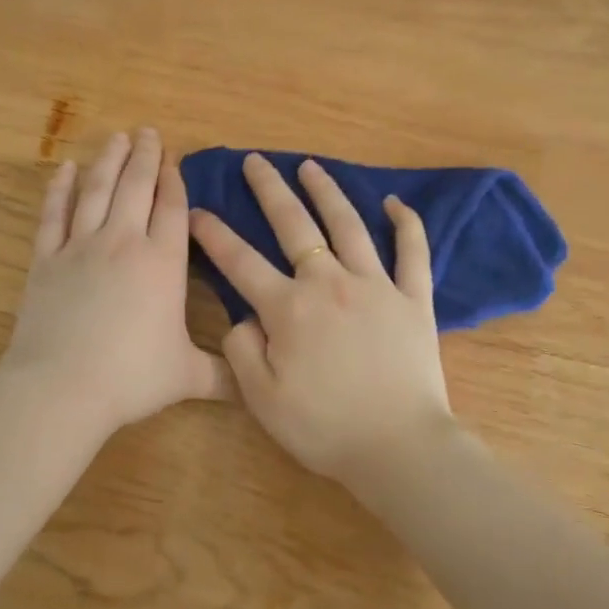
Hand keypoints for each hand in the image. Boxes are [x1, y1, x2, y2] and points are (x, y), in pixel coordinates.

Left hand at [0, 129, 230, 439]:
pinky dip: (59, 189)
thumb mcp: (187, 377)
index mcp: (163, 263)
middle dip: (145, 156)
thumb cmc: (131, 377)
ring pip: (97, 191)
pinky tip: (64, 169)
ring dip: (108, 161)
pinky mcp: (46, 259)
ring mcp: (81, 246)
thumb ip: (225, 375)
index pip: (172, 209)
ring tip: (116, 137)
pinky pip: (54, 214)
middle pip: (136, 187)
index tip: (174, 159)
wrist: (62, 387)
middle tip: (147, 131)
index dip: (175, 181)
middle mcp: (124, 242)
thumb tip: (257, 385)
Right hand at [189, 154, 453, 484]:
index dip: (214, 234)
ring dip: (327, 191)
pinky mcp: (413, 298)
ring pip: (348, 225)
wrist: (398, 447)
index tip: (196, 211)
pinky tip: (394, 202)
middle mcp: (329, 282)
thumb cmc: (325, 428)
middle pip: (295, 225)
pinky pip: (412, 252)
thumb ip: (241, 350)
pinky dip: (406, 223)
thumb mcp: (261, 399)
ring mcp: (375, 285)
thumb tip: (243, 316)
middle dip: (269, 189)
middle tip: (255, 161)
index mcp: (289, 308)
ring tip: (310, 166)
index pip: (240, 261)